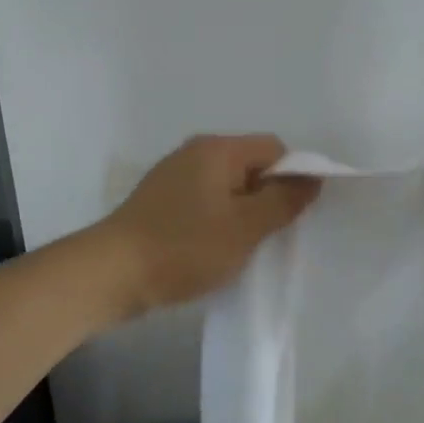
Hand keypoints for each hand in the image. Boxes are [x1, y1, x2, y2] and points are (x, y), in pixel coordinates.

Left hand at [98, 135, 320, 315]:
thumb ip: (283, 200)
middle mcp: (194, 152)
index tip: (293, 216)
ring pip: (227, 187)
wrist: (111, 274)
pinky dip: (217, 220)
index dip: (293, 177)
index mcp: (217, 149)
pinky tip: (212, 249)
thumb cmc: (184, 247)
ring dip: (242, 213)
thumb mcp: (245, 227)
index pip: (274, 148)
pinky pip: (204, 201)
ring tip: (241, 247)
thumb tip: (313, 177)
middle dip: (267, 197)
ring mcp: (173, 176)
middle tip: (269, 236)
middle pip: (250, 165)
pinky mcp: (160, 201)